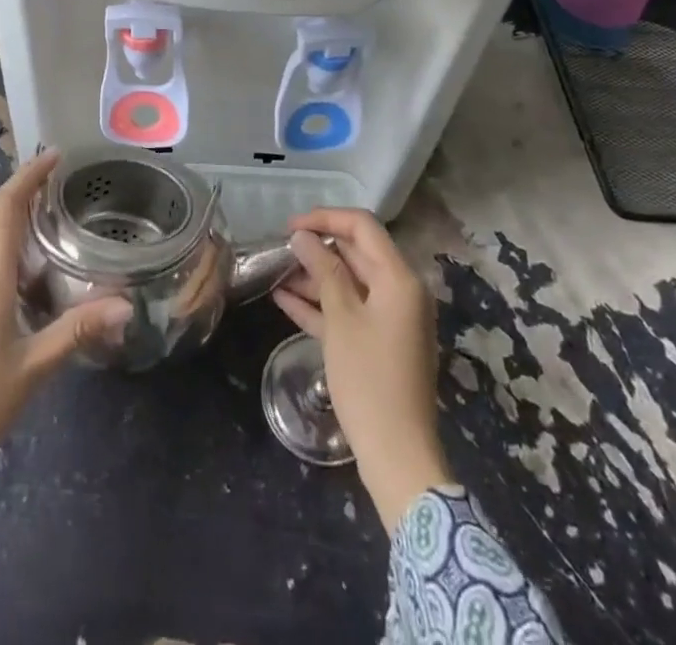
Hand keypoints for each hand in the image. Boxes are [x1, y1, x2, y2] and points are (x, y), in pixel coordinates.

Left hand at [0, 151, 130, 493]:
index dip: (28, 177)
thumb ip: (77, 331)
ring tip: (37, 212)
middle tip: (53, 181)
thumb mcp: (31, 370)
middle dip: (18, 188)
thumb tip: (127, 304)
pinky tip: (11, 262)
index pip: (5, 208)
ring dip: (3, 212)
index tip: (54, 156)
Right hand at [272, 208, 451, 530]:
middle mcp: (400, 292)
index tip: (290, 225)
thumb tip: (303, 236)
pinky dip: (320, 304)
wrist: (397, 456)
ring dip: (314, 277)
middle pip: (356, 254)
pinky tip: (284, 299)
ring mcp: (390, 319)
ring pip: (349, 283)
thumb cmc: (369, 379)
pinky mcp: (379, 344)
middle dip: (317, 248)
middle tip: (279, 249)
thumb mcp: (342, 319)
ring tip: (275, 273)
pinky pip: (348, 311)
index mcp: (399, 279)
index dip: (325, 218)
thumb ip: (323, 271)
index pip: (363, 227)